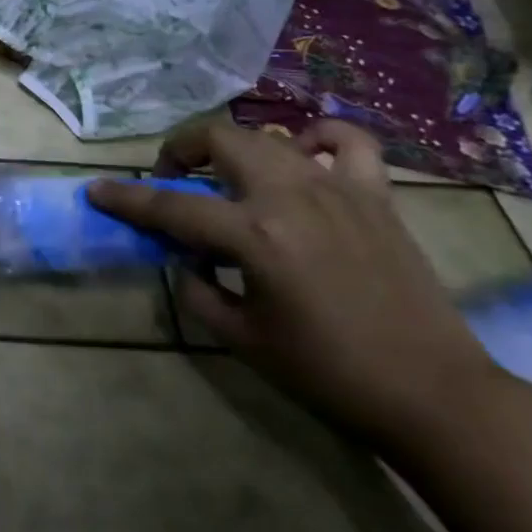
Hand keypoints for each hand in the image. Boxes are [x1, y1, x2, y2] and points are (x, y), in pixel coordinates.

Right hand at [86, 118, 502, 445]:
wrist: (434, 395)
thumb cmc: (330, 375)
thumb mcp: (244, 340)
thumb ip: (199, 290)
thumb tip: (185, 258)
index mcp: (254, 235)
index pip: (171, 207)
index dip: (126, 199)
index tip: (98, 190)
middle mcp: (290, 196)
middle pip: (218, 139)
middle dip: (181, 151)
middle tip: (175, 180)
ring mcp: (337, 188)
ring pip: (269, 136)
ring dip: (236, 149)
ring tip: (230, 176)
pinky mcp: (375, 195)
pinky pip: (348, 141)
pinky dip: (320, 137)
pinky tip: (306, 156)